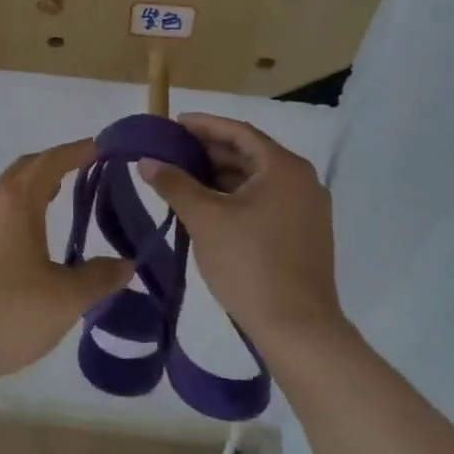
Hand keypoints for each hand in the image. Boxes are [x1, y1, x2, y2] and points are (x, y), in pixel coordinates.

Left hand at [0, 140, 134, 387]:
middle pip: (24, 170)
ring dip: (32, 188)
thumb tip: (125, 264)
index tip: (100, 146)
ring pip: (4, 193)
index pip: (51, 162)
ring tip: (55, 200)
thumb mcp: (63, 300)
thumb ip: (98, 280)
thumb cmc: (3, 312)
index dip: (78, 151)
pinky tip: (23, 242)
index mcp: (16, 202)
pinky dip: (15, 212)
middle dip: (54, 163)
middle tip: (82, 168)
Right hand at [139, 114, 345, 350]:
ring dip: (220, 175)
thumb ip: (174, 183)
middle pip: (249, 154)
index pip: (239, 132)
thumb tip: (147, 161)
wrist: (297, 329)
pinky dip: (236, 197)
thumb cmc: (250, 264)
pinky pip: (265, 201)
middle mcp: (302, 181)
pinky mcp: (303, 234)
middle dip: (209, 151)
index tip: (174, 124)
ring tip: (183, 178)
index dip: (204, 125)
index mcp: (284, 168)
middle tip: (173, 152)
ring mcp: (307, 210)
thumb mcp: (205, 219)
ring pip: (256, 180)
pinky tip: (208, 207)